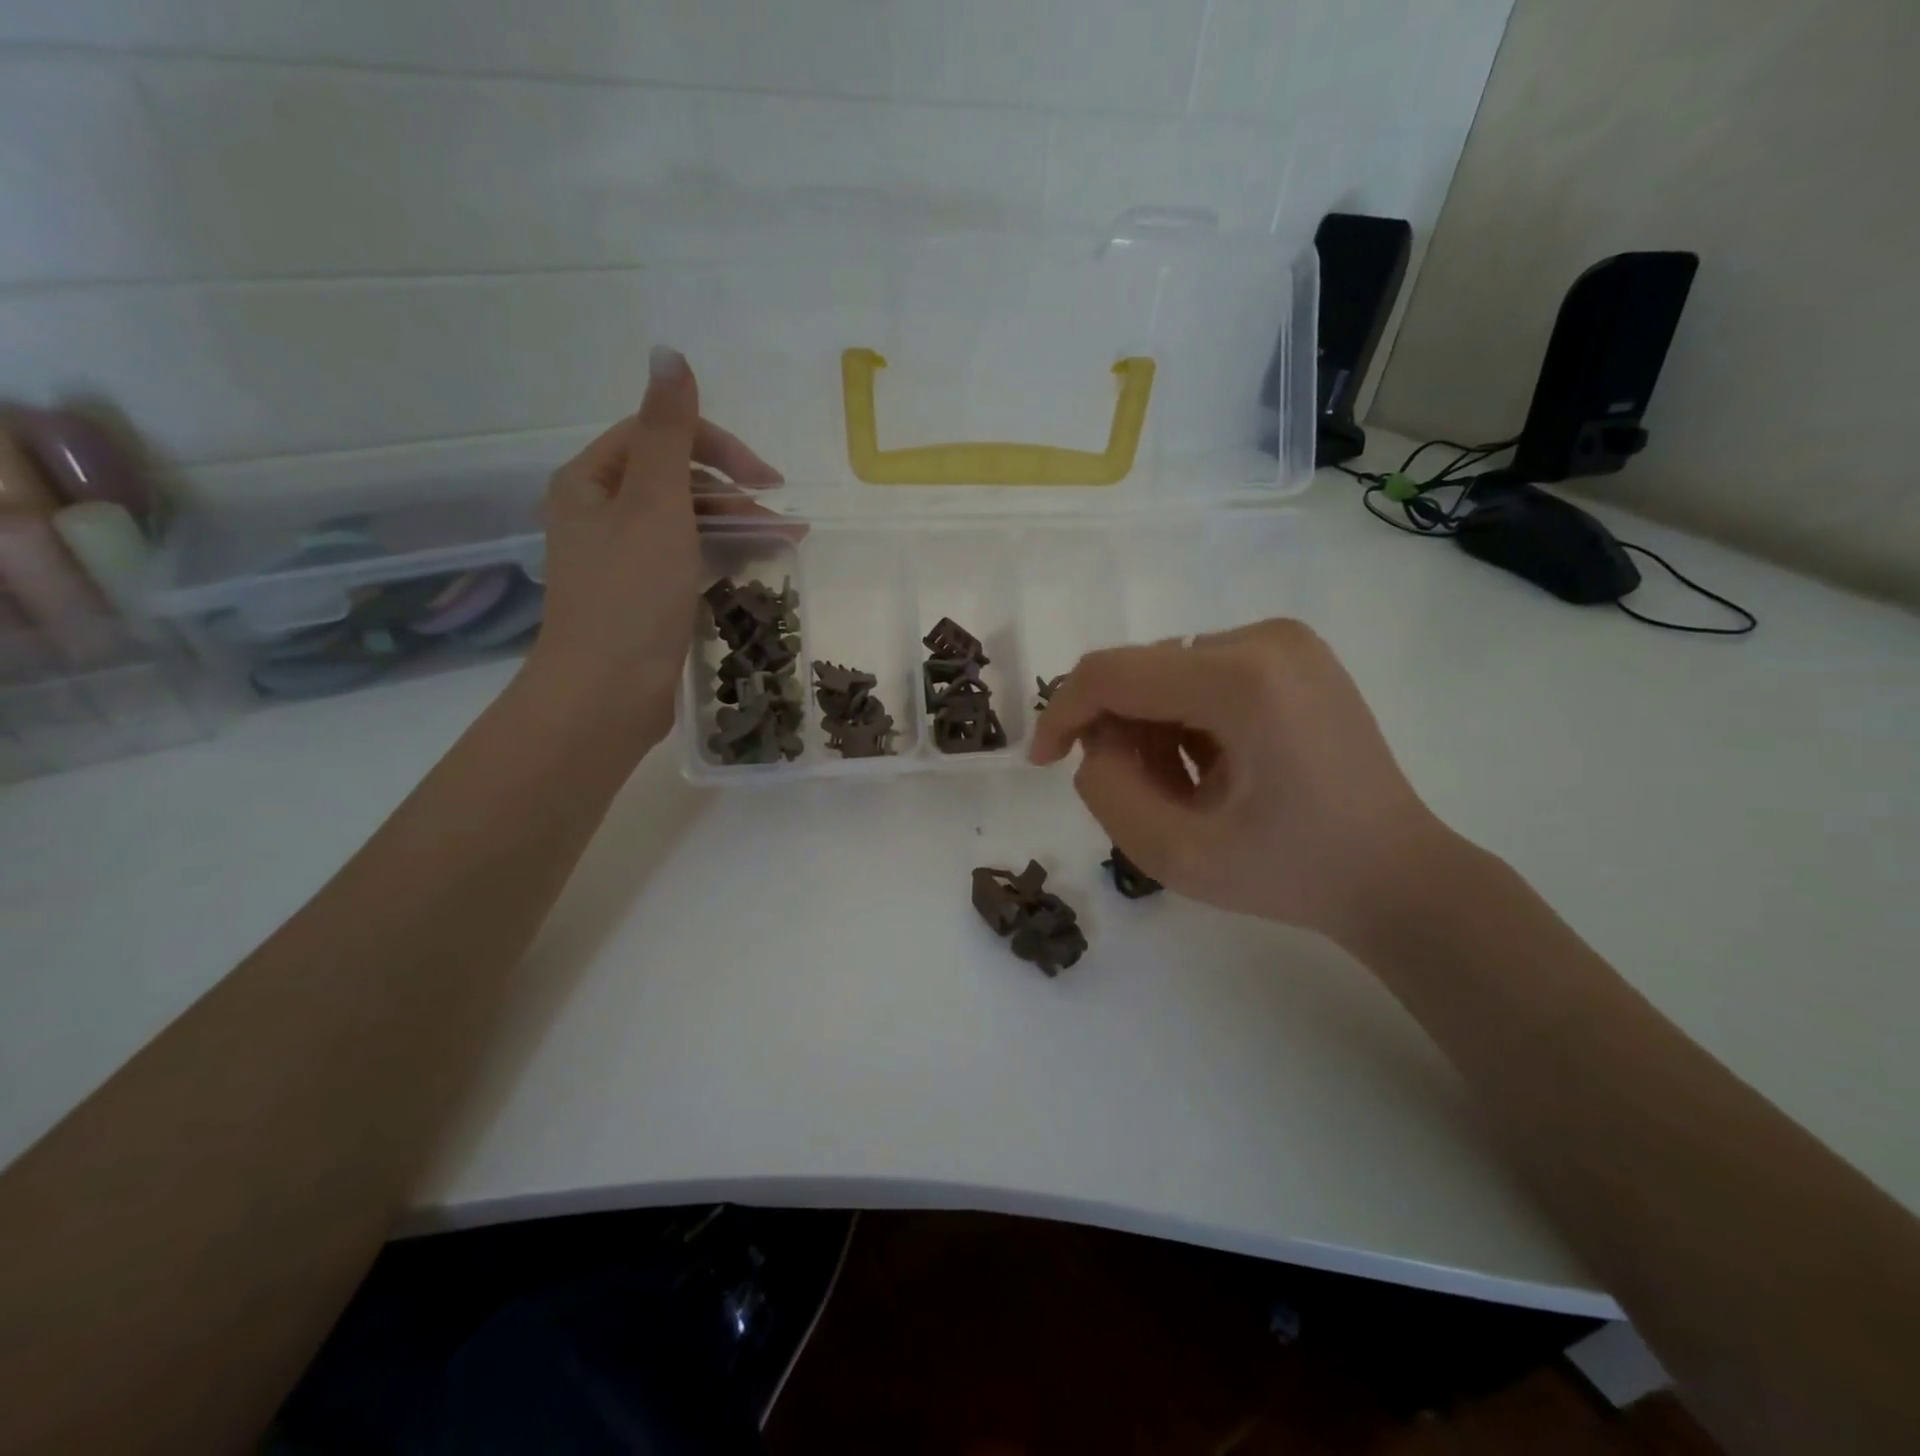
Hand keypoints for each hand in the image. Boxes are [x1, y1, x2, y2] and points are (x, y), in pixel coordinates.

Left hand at [524, 346, 782, 748]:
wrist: (607, 693)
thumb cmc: (631, 594)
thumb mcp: (655, 503)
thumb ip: (669, 431)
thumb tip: (669, 352)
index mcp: (590, 481)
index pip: (658, 436)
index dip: (716, 446)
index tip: (766, 478)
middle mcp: (599, 513)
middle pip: (674, 478)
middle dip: (731, 490)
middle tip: (779, 513)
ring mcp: (621, 558)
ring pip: (685, 521)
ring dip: (734, 522)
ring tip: (786, 540)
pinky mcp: (642, 596)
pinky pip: (686, 557)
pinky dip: (721, 553)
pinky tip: (756, 562)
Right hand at [1029, 619, 1453, 946]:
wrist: (1395, 875)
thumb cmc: (1292, 874)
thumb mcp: (1176, 855)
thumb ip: (1106, 792)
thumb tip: (1095, 743)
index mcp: (1243, 680)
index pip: (1113, 673)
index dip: (1063, 713)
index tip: (1044, 763)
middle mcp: (1265, 639)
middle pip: (1142, 672)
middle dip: (1120, 733)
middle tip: (1142, 797)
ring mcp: (1286, 643)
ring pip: (1167, 674)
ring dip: (1154, 731)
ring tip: (1189, 790)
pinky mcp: (1294, 657)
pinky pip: (1202, 676)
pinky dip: (1187, 721)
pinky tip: (1216, 768)